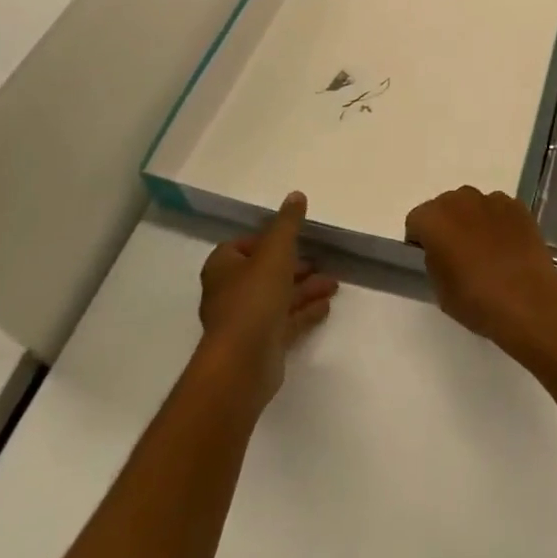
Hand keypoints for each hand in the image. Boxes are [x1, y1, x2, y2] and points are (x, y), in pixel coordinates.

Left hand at [197, 192, 336, 405]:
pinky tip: (327, 305)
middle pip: (263, 272)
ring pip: (278, 297)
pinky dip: (305, 311)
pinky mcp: (261, 344)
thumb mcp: (275, 250)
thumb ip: (287, 223)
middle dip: (293, 265)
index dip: (266, 240)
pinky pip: (286, 321)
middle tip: (319, 260)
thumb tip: (296, 195)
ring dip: (305, 288)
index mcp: (223, 267)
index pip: (242, 246)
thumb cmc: (254, 297)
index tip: (292, 238)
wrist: (243, 362)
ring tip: (333, 283)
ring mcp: (245, 321)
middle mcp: (230, 292)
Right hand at [404, 187, 556, 367]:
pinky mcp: (517, 206)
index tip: (429, 259)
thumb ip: (434, 260)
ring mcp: (491, 199)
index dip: (420, 240)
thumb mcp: (440, 289)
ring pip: (472, 205)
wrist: (528, 300)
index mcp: (434, 219)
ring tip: (486, 251)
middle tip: (457, 254)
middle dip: (446, 225)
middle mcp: (460, 200)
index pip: (416, 221)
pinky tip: (507, 248)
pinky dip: (497, 223)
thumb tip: (442, 251)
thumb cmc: (477, 300)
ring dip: (473, 221)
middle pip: (445, 207)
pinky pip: (498, 210)